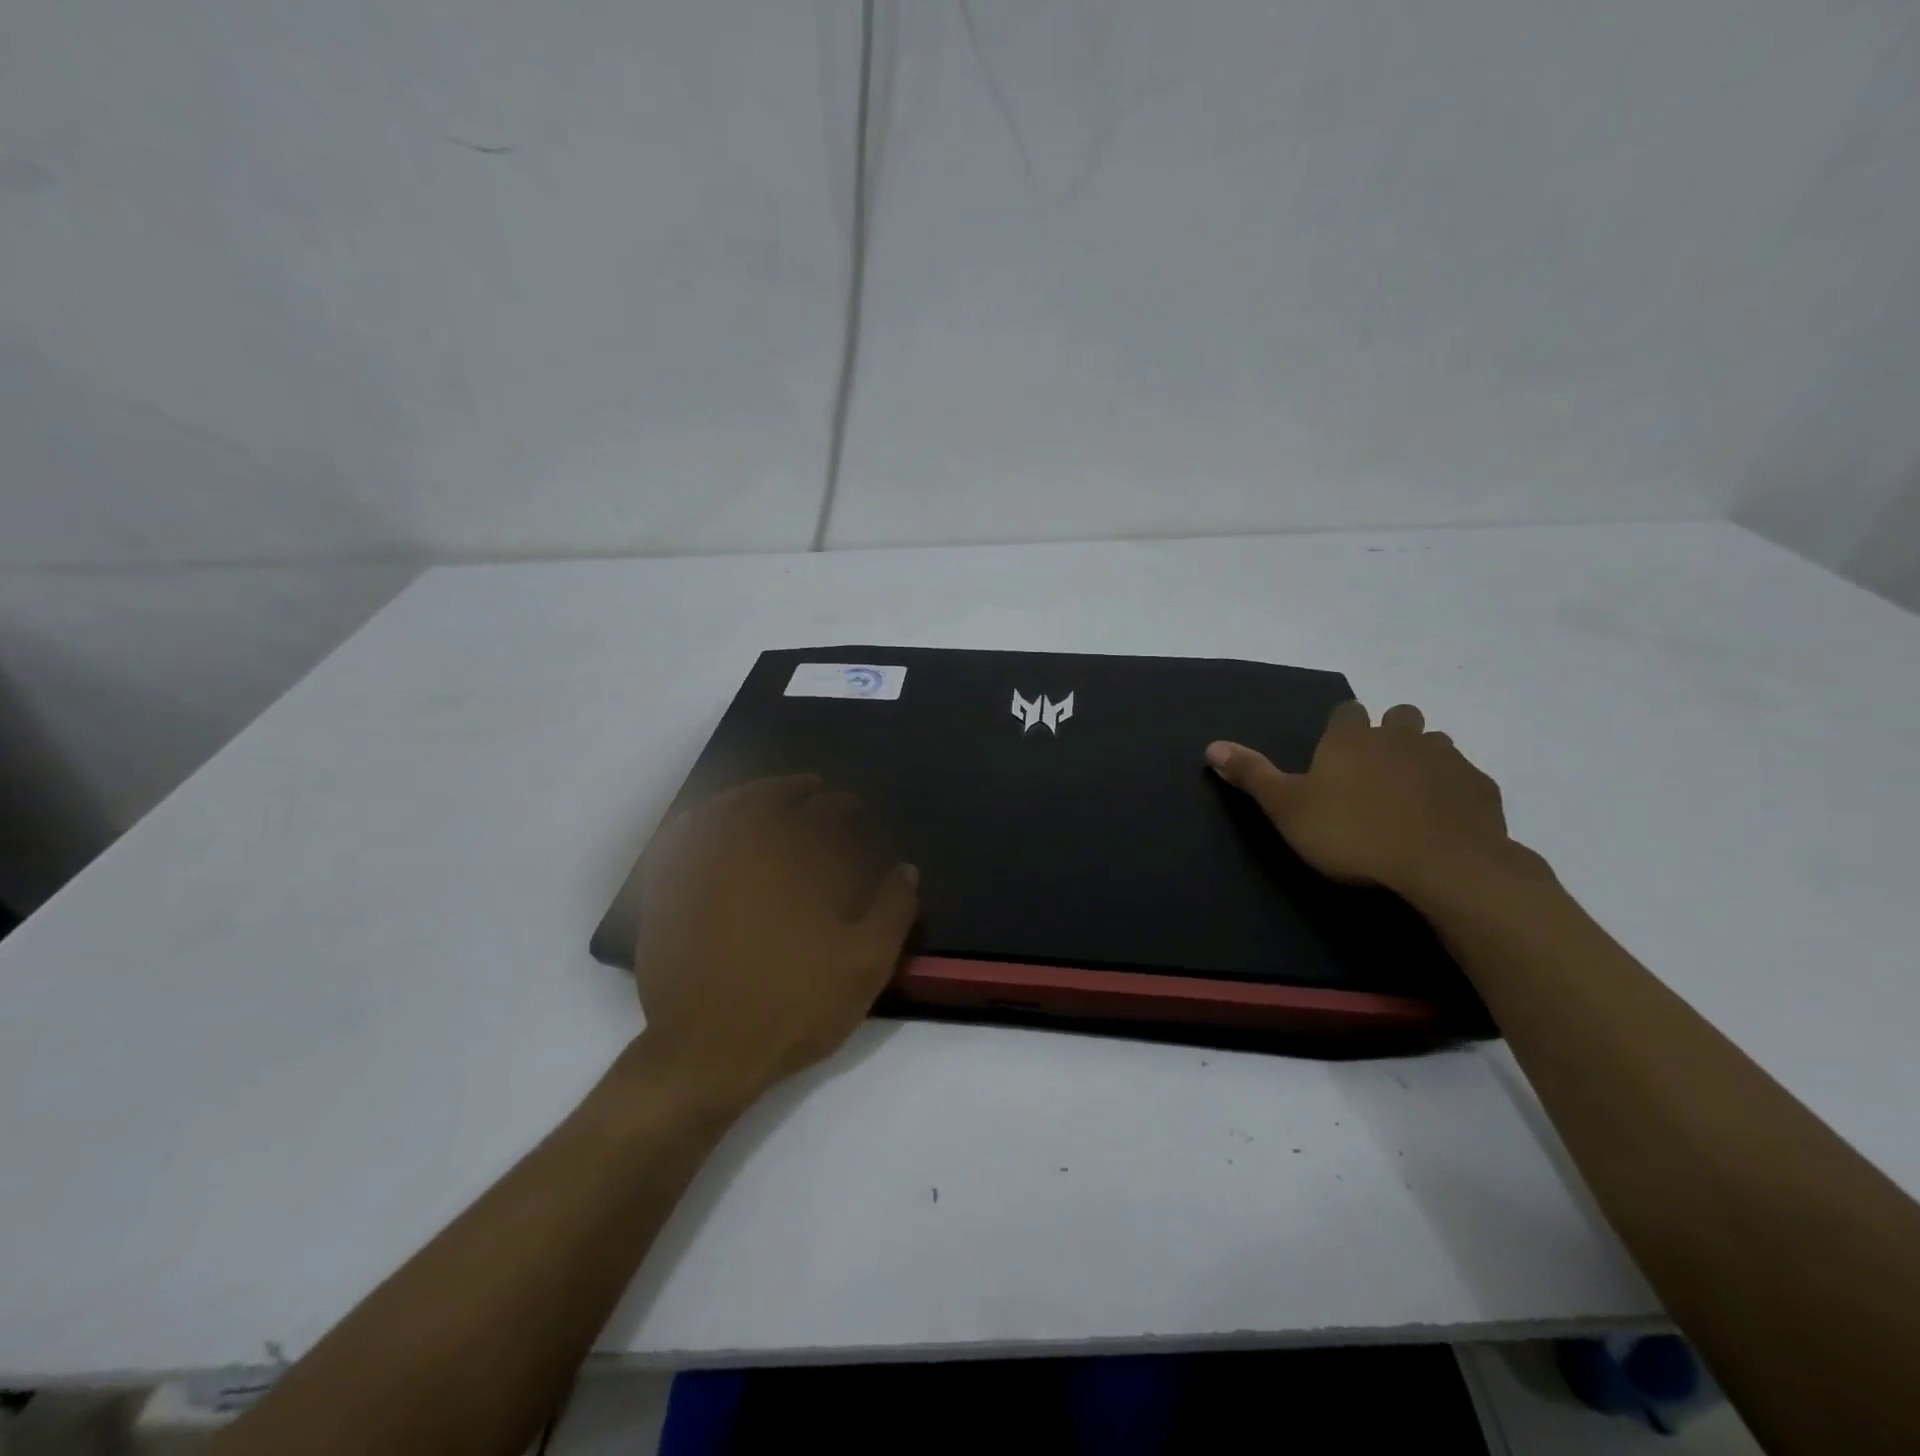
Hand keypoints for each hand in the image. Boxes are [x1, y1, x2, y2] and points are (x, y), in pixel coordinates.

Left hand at [629, 775, 919, 1110]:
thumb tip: (908, 870)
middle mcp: (746, 852)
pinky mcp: (668, 893)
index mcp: (796, 864)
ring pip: (723, 810)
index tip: (854, 806)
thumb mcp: (864, 964)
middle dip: (797, 790)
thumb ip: (892, 911)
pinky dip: (699, 819)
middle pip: (772, 801)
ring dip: (750, 794)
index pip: (824, 815)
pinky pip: (679, 838)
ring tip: (766, 795)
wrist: (708, 1051)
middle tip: (813, 789)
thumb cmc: (794, 1004)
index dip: (843, 805)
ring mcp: (700, 869)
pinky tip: (708, 821)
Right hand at [1206, 701, 1528, 904]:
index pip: (1347, 711)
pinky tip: (1443, 819)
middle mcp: (1401, 737)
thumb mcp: (1287, 808)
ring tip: (1410, 794)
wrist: (1445, 867)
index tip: (1335, 751)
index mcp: (1352, 738)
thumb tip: (1211, 745)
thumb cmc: (1353, 834)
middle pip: (1399, 717)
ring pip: (1436, 744)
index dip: (1341, 727)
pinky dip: (1453, 791)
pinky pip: (1466, 779)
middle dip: (1389, 733)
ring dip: (1423, 759)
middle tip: (1375, 769)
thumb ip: (1252, 774)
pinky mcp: (1482, 790)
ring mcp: (1448, 760)